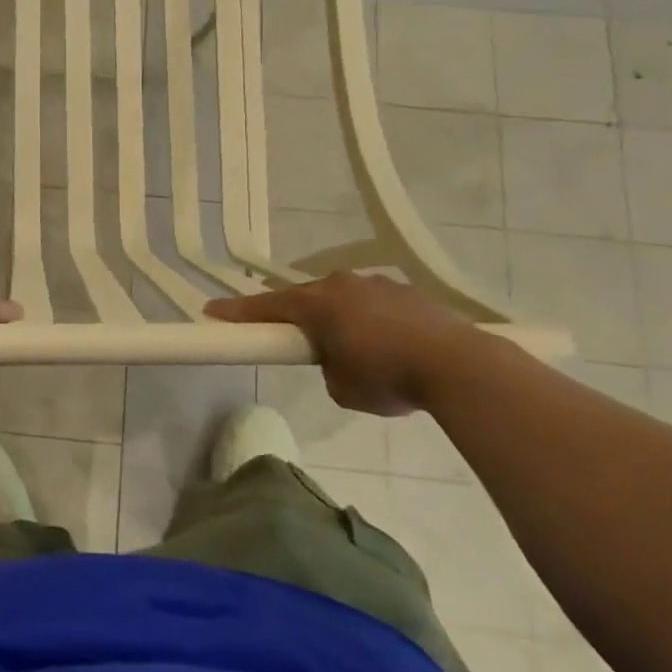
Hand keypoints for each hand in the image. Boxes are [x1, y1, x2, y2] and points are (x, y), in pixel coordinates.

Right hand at [205, 272, 486, 415]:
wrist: (460, 366)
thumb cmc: (388, 377)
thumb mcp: (341, 388)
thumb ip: (326, 368)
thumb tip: (337, 360)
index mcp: (317, 304)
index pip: (266, 306)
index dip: (237, 312)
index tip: (211, 312)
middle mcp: (342, 284)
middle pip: (306, 297)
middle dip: (295, 316)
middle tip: (290, 337)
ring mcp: (378, 284)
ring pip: (343, 298)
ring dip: (337, 317)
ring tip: (351, 348)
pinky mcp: (409, 293)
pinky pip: (374, 304)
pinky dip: (369, 320)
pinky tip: (386, 344)